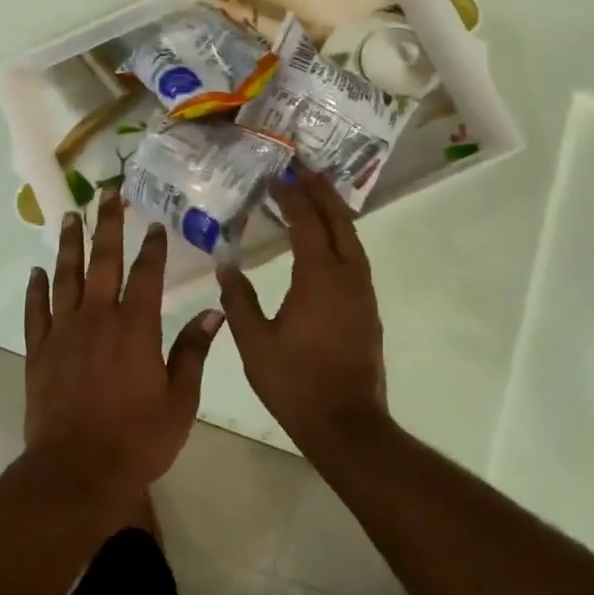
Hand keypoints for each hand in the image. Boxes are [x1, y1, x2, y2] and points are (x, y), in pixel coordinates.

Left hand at [24, 192, 223, 507]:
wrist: (77, 470)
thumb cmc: (137, 439)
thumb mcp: (180, 400)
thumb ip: (193, 351)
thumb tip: (214, 311)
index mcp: (136, 327)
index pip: (146, 275)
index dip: (151, 248)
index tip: (153, 224)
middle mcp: (98, 318)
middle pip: (102, 261)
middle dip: (107, 226)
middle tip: (108, 196)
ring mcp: (64, 332)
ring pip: (66, 277)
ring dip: (68, 245)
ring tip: (70, 217)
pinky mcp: (39, 351)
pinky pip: (36, 311)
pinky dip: (37, 289)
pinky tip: (37, 271)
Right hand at [217, 171, 389, 455]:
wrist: (347, 425)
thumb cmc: (295, 382)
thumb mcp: (254, 342)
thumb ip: (238, 300)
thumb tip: (225, 264)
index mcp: (319, 278)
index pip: (307, 223)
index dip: (292, 197)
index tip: (277, 177)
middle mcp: (347, 277)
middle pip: (339, 222)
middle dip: (321, 192)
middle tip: (303, 169)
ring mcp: (363, 293)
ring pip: (352, 239)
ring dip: (334, 213)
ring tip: (315, 194)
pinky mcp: (367, 309)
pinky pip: (355, 258)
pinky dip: (340, 237)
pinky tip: (325, 241)